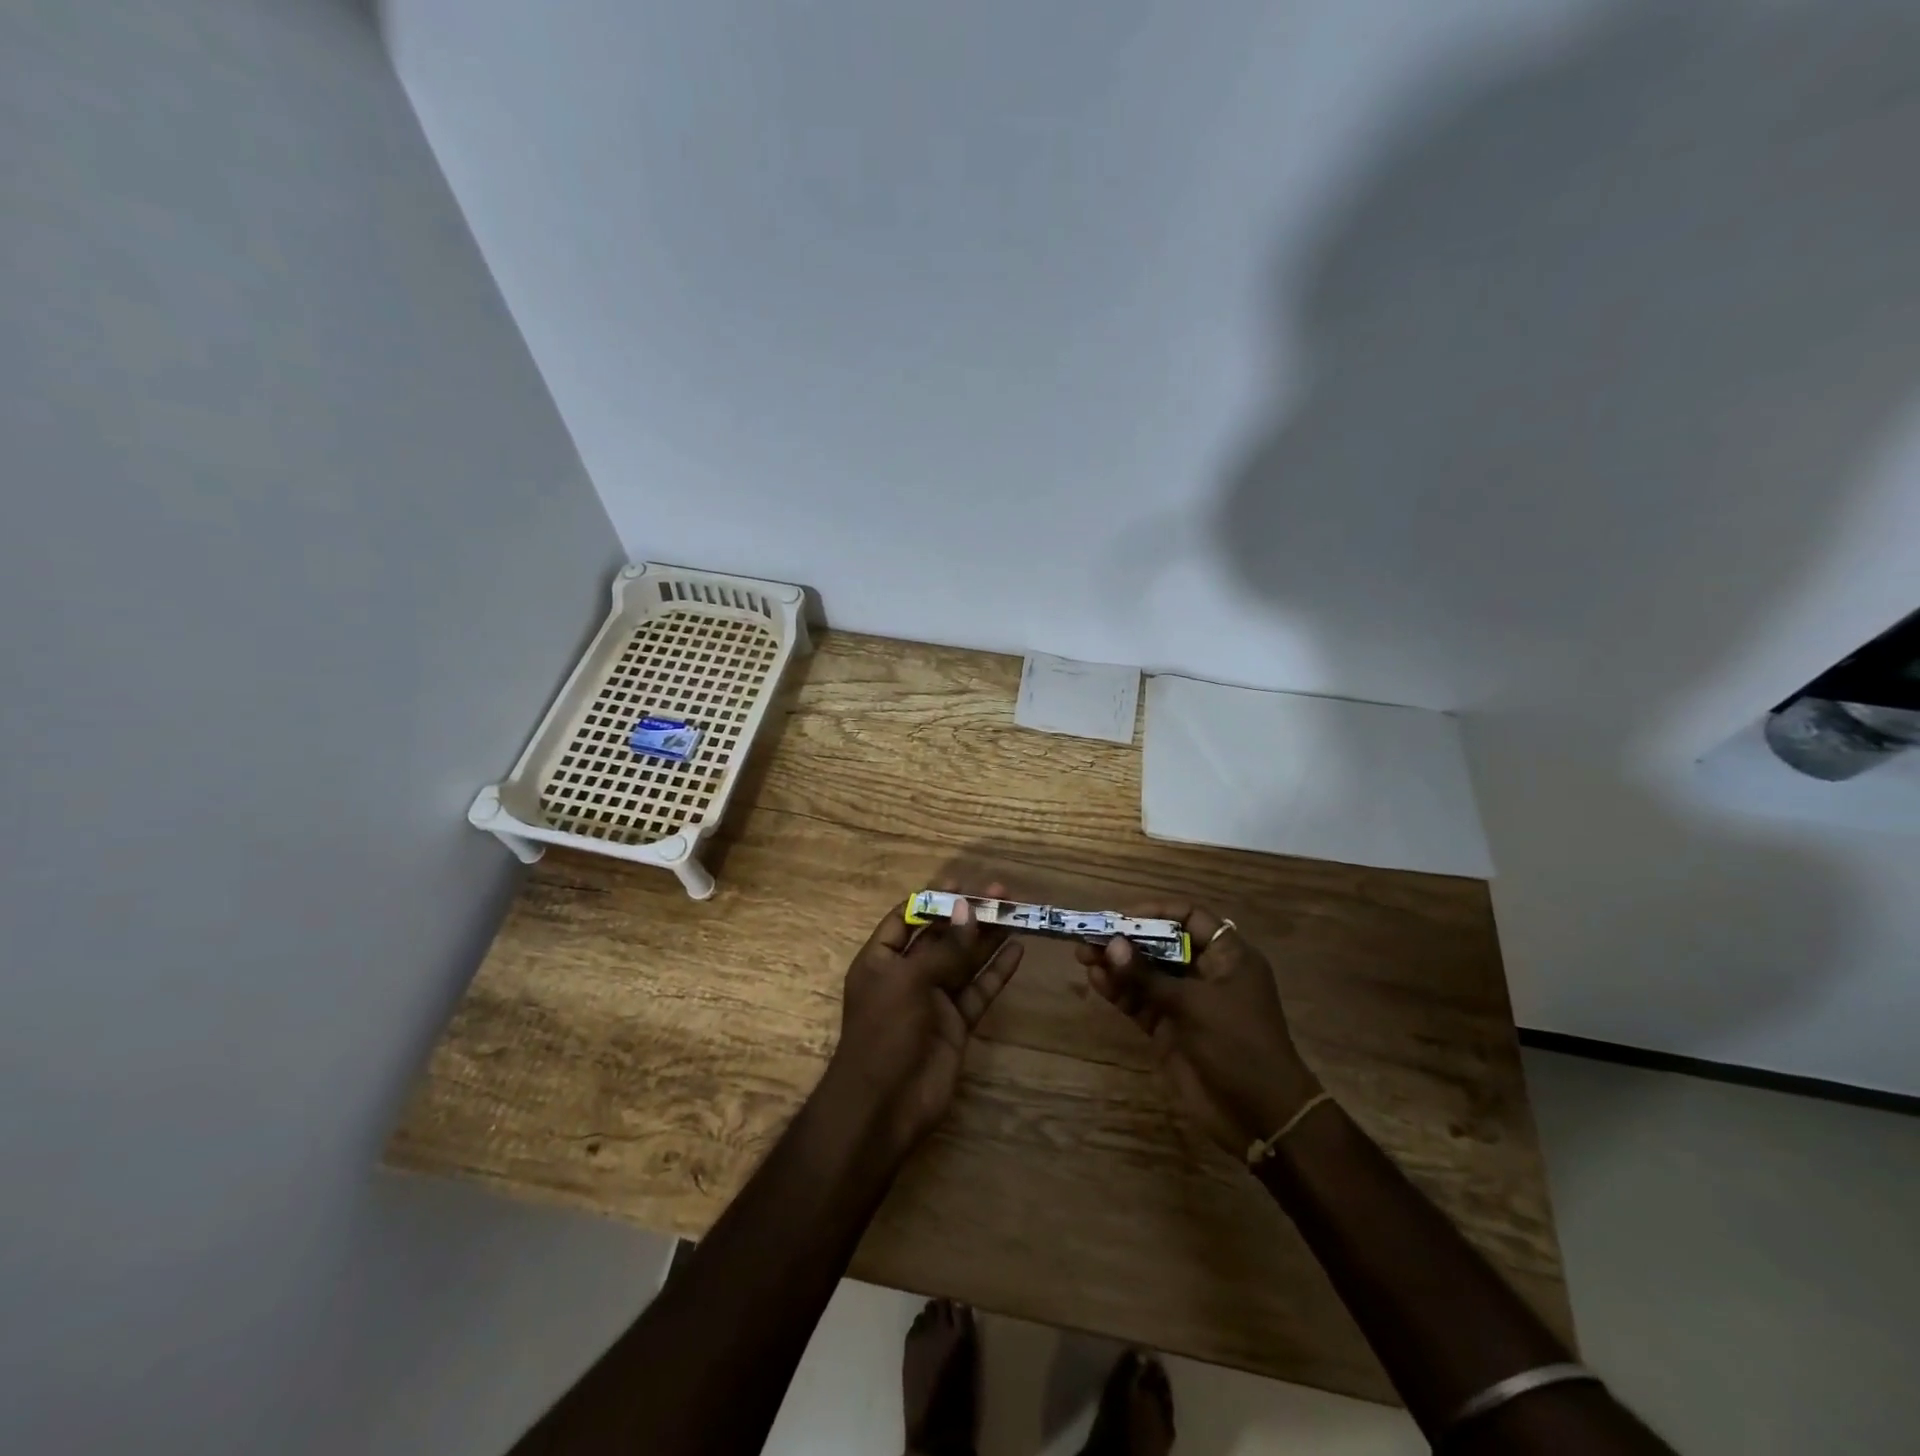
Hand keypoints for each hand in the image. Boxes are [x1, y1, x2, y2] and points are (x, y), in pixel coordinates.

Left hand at [825, 887, 1025, 1153]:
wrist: (884, 1106)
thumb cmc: (885, 1033)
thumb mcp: (909, 981)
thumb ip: (943, 948)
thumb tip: (967, 909)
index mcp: (881, 960)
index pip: (906, 919)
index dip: (931, 900)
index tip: (960, 883)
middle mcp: (907, 975)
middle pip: (941, 937)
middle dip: (967, 914)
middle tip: (1001, 892)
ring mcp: (934, 1000)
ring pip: (964, 961)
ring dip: (987, 937)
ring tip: (1015, 912)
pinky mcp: (956, 1024)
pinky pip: (979, 990)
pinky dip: (997, 972)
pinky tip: (1017, 951)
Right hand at [1073, 901, 1320, 1157]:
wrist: (1261, 1116)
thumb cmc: (1238, 1045)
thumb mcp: (1193, 1005)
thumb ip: (1148, 976)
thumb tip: (1112, 945)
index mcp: (1228, 957)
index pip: (1191, 918)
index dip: (1157, 912)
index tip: (1123, 916)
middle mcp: (1206, 974)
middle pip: (1162, 944)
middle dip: (1127, 940)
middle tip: (1091, 935)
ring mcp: (1187, 1003)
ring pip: (1147, 974)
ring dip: (1117, 965)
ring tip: (1083, 956)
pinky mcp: (1170, 1030)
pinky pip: (1141, 1002)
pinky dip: (1120, 991)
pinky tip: (1097, 981)